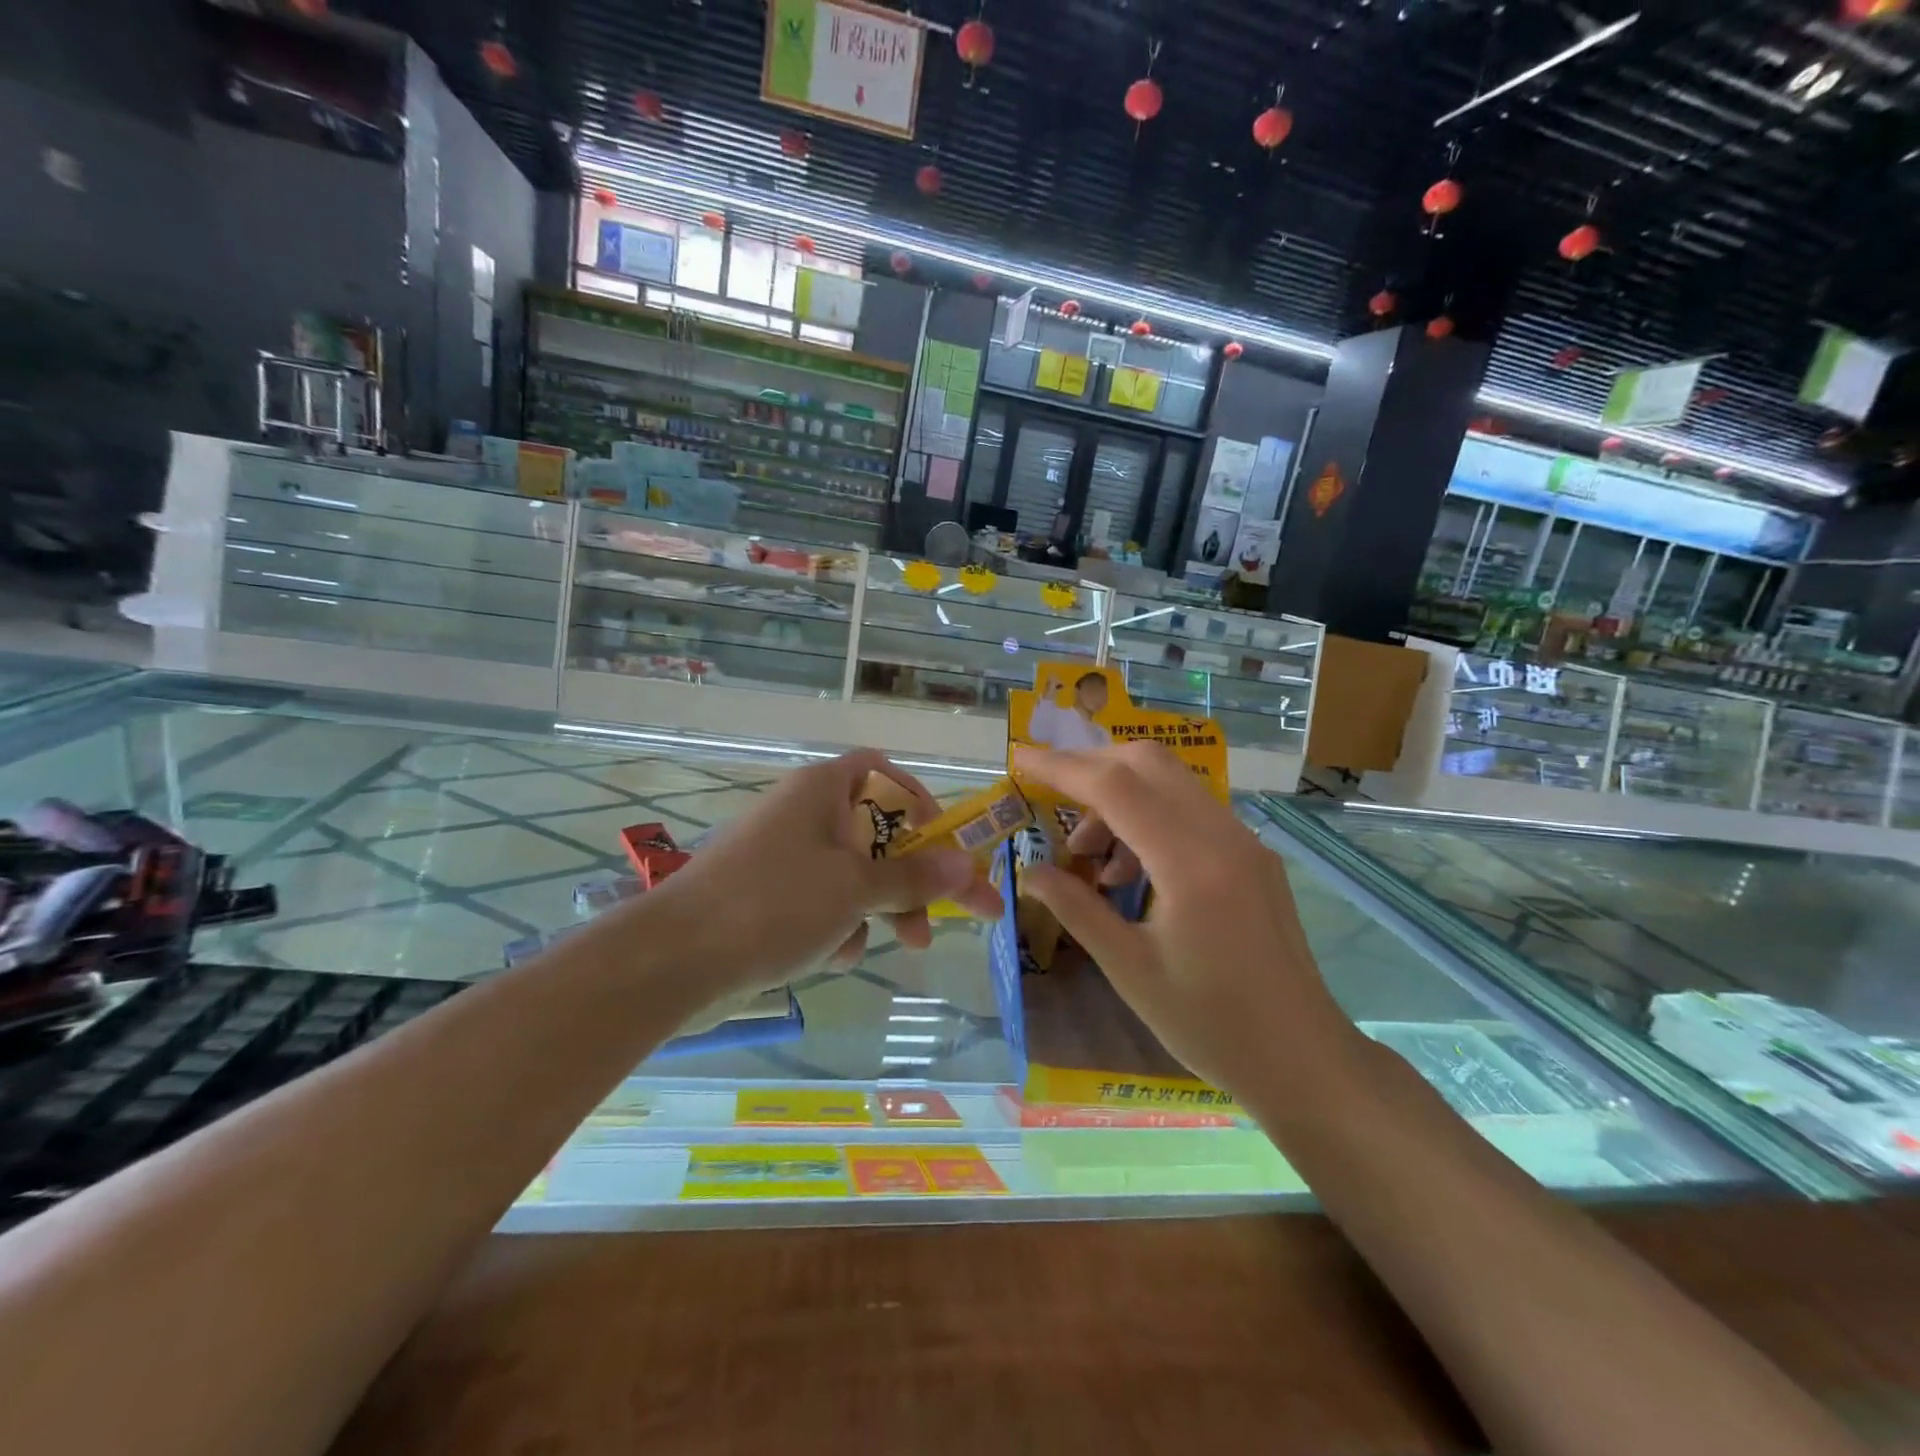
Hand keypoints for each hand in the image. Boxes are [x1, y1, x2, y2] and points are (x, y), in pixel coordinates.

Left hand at [641, 750, 1002, 996]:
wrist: (675, 960)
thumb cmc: (774, 904)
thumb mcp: (855, 889)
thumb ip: (914, 877)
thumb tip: (966, 864)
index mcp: (822, 790)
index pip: (884, 774)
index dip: (920, 804)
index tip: (944, 847)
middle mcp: (804, 814)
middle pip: (878, 835)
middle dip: (912, 879)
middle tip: (948, 918)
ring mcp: (785, 857)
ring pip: (854, 876)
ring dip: (877, 910)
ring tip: (889, 947)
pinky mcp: (770, 897)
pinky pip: (823, 903)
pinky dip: (837, 927)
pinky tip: (830, 956)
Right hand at [1013, 741, 1353, 1099]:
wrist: (1303, 1059)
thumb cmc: (1210, 1024)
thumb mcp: (1129, 968)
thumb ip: (1075, 908)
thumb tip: (1029, 871)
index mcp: (1191, 863)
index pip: (1116, 787)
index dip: (1063, 767)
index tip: (1022, 759)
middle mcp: (1223, 836)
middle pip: (1149, 762)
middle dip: (1092, 766)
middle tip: (1050, 795)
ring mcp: (1245, 842)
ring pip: (1172, 783)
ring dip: (1121, 797)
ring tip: (1089, 858)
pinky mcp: (1254, 856)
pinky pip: (1192, 811)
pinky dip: (1150, 818)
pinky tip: (1132, 871)